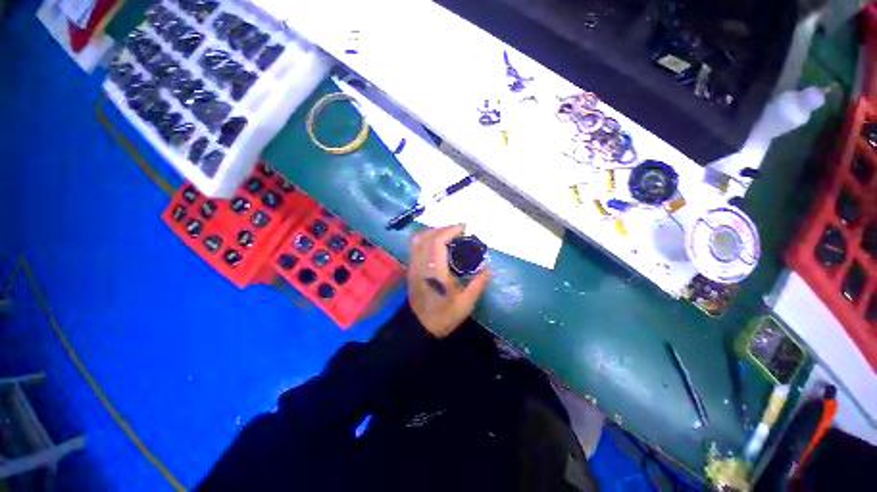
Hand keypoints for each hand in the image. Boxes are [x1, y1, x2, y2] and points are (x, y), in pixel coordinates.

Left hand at [407, 225, 489, 338]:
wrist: (419, 328)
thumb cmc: (443, 317)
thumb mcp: (465, 304)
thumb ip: (478, 284)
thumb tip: (490, 270)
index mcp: (435, 272)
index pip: (437, 242)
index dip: (450, 230)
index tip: (463, 229)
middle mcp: (421, 265)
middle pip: (426, 236)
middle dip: (443, 229)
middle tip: (458, 232)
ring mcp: (413, 267)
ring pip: (417, 240)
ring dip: (433, 232)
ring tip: (448, 236)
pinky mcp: (410, 269)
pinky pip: (415, 247)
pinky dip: (426, 239)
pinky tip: (437, 245)